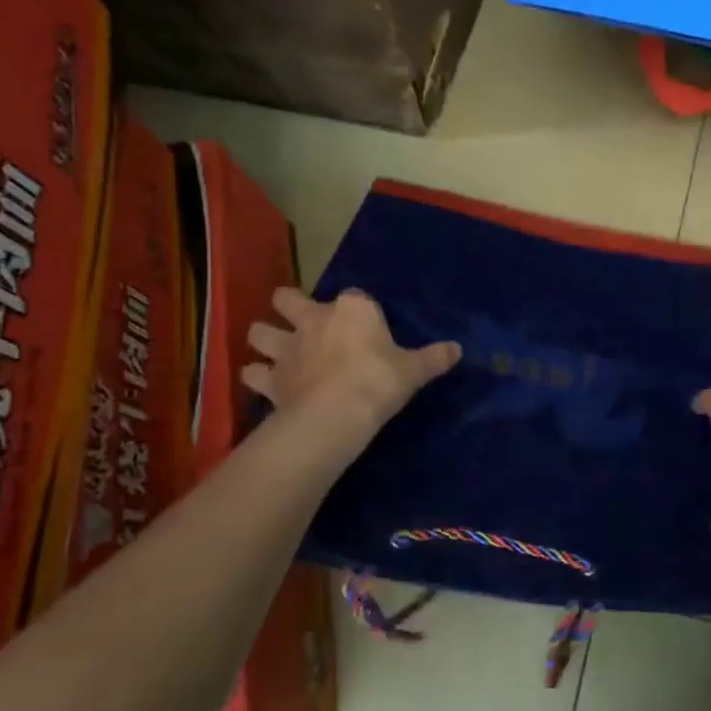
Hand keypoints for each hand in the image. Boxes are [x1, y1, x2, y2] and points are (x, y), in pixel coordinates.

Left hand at [242, 287, 460, 438]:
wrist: (337, 414)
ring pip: (259, 331)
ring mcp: (286, 348)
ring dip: (264, 337)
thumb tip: (458, 349)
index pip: (354, 296)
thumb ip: (434, 358)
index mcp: (352, 310)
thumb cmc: (379, 381)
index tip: (366, 322)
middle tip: (300, 319)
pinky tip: (263, 383)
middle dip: (289, 305)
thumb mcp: (414, 370)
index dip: (358, 308)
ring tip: (273, 350)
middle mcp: (314, 320)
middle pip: (288, 298)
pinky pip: (253, 374)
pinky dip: (256, 377)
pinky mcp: (270, 379)